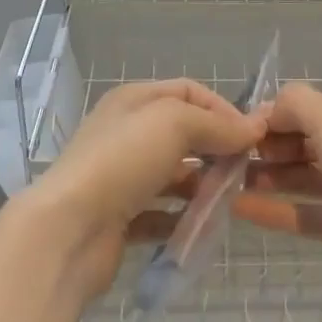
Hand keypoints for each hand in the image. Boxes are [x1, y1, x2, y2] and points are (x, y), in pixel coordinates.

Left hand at [28, 79, 264, 301]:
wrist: (68, 230)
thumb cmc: (123, 161)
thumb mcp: (175, 124)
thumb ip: (217, 125)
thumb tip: (253, 129)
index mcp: (134, 100)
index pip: (189, 92)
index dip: (223, 109)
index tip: (252, 136)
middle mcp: (126, 133)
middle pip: (183, 133)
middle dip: (216, 148)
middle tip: (245, 170)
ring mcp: (121, 177)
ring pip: (174, 175)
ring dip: (203, 186)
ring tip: (229, 201)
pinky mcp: (120, 218)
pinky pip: (161, 214)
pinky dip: (183, 218)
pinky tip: (203, 227)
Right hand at [234, 83, 321, 288]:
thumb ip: (294, 104)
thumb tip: (265, 109)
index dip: (284, 113)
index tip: (248, 124)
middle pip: (316, 142)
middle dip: (276, 145)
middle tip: (236, 153)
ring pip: (313, 179)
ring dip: (274, 177)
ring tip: (230, 178)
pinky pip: (314, 215)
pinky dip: (280, 211)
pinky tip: (241, 209)